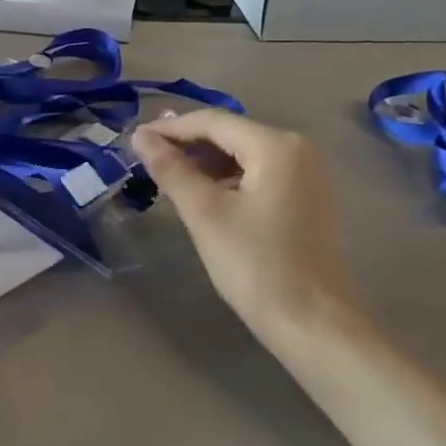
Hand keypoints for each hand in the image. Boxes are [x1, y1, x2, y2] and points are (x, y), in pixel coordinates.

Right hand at [131, 109, 355, 344]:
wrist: (311, 323)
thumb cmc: (255, 264)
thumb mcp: (204, 213)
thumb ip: (171, 169)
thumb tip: (140, 136)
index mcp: (275, 145)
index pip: (213, 122)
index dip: (170, 128)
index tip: (134, 140)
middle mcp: (297, 149)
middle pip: (230, 134)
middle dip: (187, 144)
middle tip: (146, 159)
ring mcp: (306, 174)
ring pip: (243, 155)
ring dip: (205, 162)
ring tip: (168, 177)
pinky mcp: (305, 198)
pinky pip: (258, 173)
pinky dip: (227, 178)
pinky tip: (203, 194)